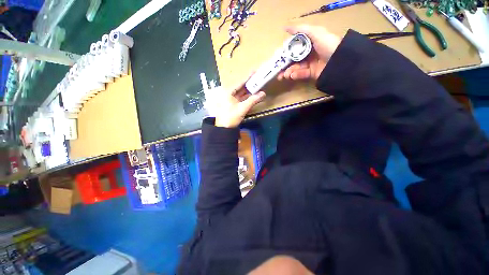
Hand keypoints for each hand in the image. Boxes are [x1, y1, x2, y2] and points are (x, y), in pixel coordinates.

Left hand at [204, 77, 265, 127]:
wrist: (224, 128)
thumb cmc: (231, 117)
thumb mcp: (242, 108)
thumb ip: (253, 100)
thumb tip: (263, 94)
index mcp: (228, 91)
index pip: (240, 82)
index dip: (248, 77)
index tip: (255, 72)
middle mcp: (228, 93)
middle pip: (240, 87)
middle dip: (249, 84)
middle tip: (258, 79)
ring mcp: (229, 99)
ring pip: (241, 93)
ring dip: (249, 91)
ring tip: (257, 86)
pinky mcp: (232, 104)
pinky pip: (240, 98)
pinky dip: (246, 97)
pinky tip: (253, 95)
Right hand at [278, 25, 341, 80]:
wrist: (340, 61)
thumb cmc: (328, 44)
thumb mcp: (316, 33)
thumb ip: (300, 30)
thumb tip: (285, 27)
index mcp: (309, 43)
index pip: (294, 48)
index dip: (285, 52)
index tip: (278, 57)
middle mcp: (308, 53)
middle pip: (293, 59)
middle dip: (284, 65)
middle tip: (277, 70)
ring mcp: (310, 64)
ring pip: (295, 68)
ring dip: (288, 71)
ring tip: (284, 75)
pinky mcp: (311, 73)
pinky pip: (301, 74)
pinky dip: (296, 75)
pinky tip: (291, 76)